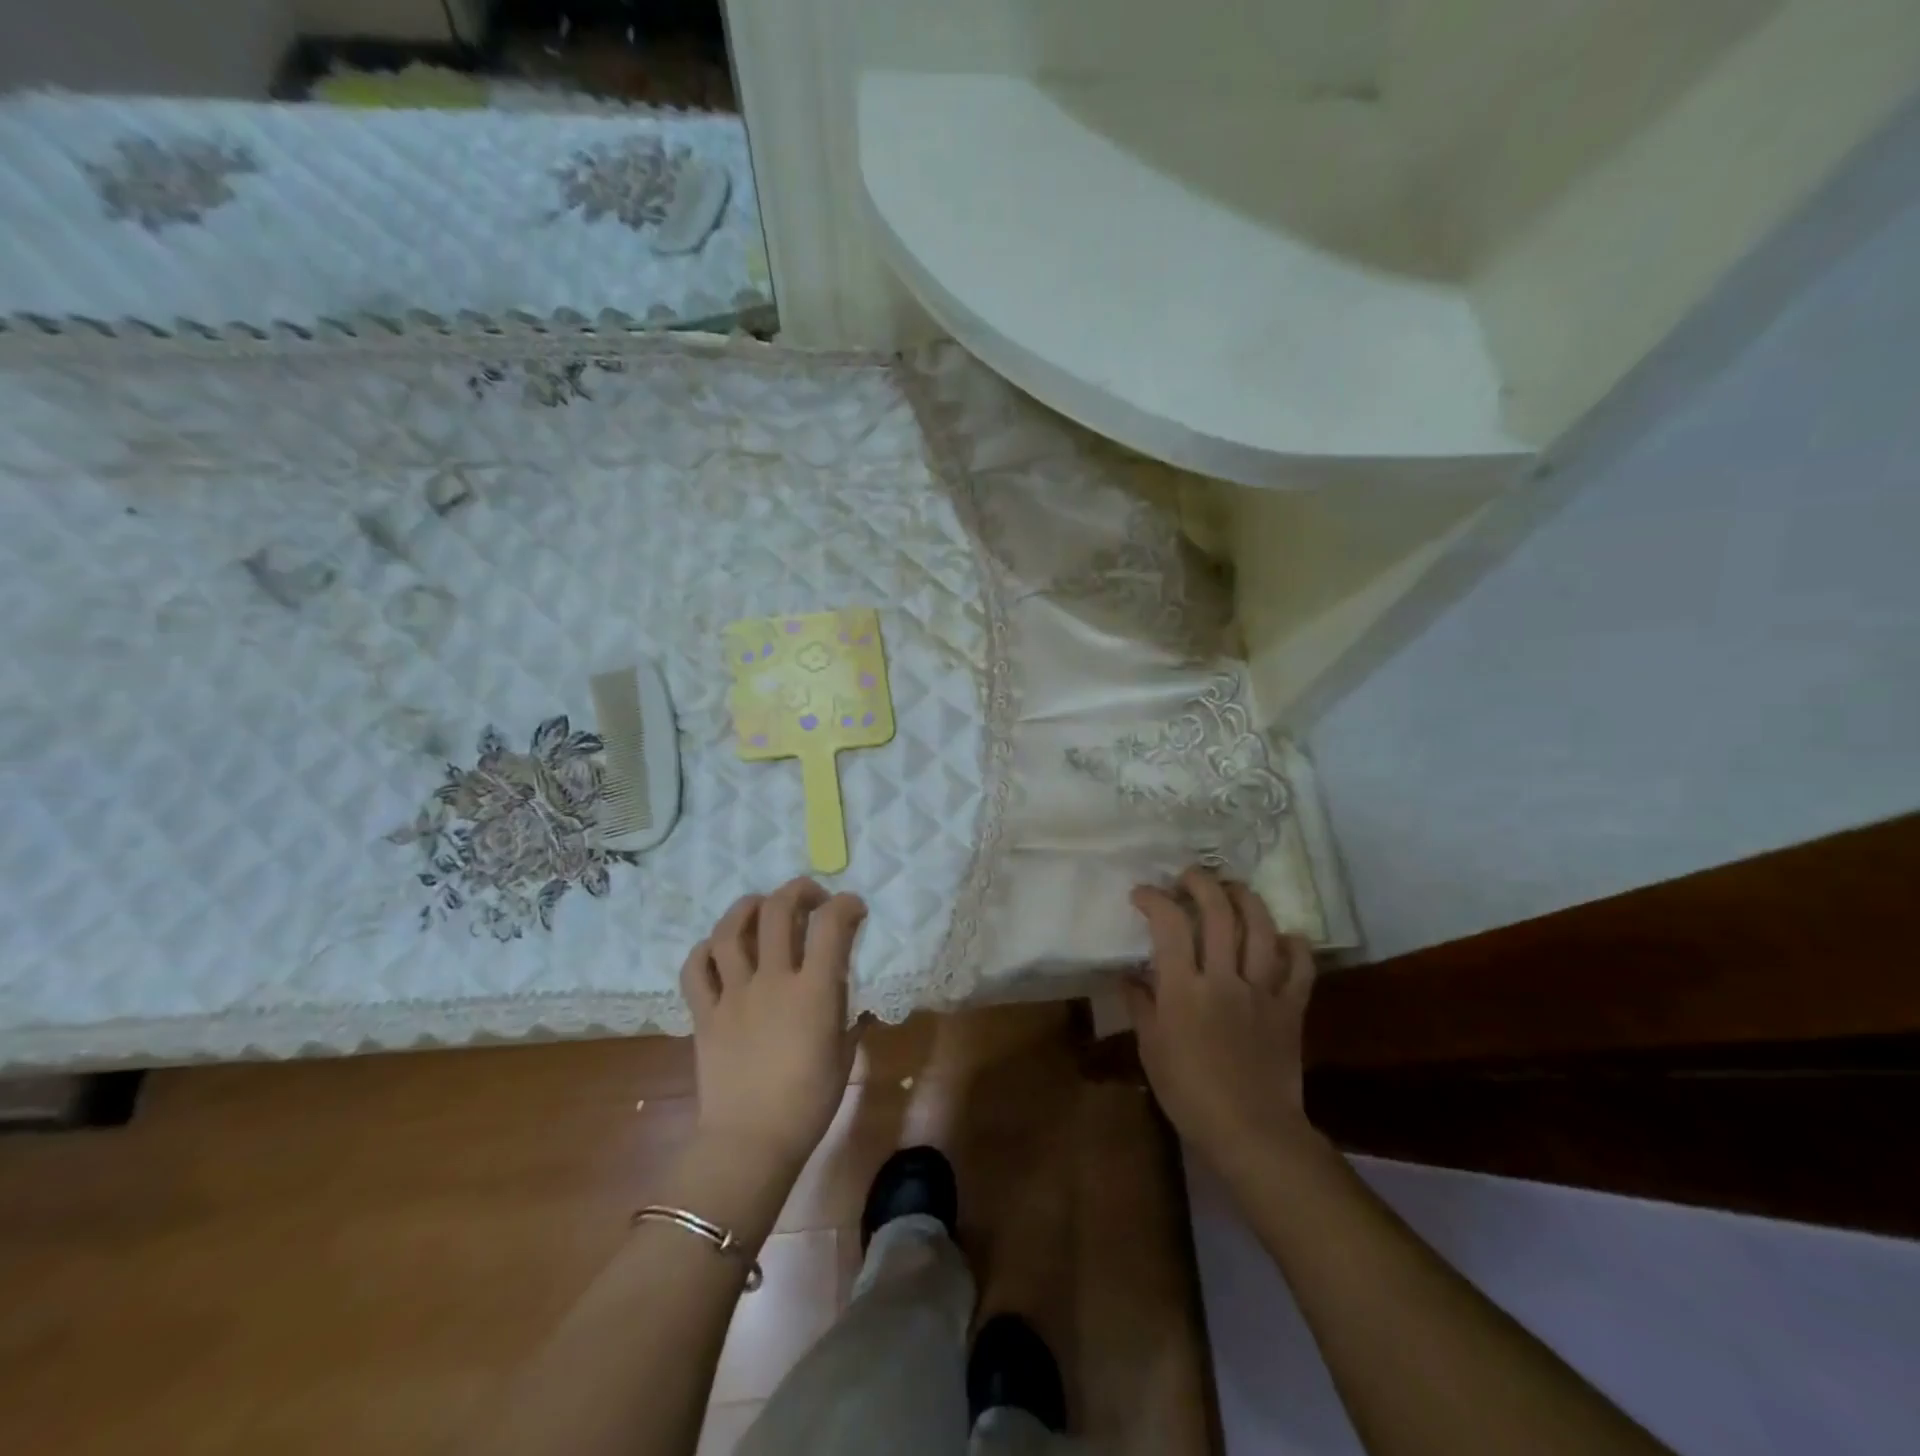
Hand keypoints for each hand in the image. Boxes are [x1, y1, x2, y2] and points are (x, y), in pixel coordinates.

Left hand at [680, 878, 866, 1172]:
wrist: (750, 1143)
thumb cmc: (808, 1103)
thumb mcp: (844, 1055)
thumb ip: (848, 1016)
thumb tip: (847, 994)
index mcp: (812, 991)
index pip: (831, 925)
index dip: (846, 904)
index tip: (853, 907)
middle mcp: (771, 980)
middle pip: (777, 911)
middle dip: (797, 891)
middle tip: (810, 897)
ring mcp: (732, 994)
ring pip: (729, 930)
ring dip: (747, 907)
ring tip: (760, 905)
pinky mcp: (704, 1013)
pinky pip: (695, 969)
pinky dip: (705, 950)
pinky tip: (718, 949)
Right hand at [1126, 866, 1319, 1173]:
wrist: (1252, 1132)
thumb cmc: (1189, 1093)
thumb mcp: (1151, 1048)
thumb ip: (1140, 1004)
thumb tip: (1129, 974)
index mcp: (1184, 990)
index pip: (1170, 925)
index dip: (1155, 899)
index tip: (1142, 894)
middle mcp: (1224, 979)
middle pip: (1218, 913)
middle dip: (1201, 883)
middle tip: (1188, 877)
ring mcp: (1262, 991)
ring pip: (1261, 928)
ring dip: (1246, 899)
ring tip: (1232, 889)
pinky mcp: (1291, 1008)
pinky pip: (1300, 966)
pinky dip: (1294, 945)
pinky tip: (1284, 936)